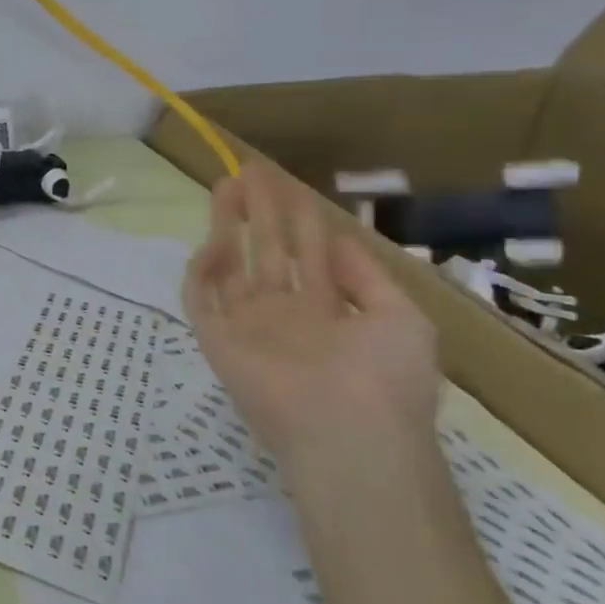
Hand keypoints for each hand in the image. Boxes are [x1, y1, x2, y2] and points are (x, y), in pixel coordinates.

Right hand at [181, 164, 440, 480]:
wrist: (349, 433)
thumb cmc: (385, 377)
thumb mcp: (402, 318)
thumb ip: (366, 276)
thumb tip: (335, 239)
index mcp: (327, 311)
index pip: (306, 252)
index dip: (297, 215)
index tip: (285, 180)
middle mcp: (284, 314)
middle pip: (266, 251)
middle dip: (260, 210)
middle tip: (250, 170)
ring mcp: (248, 326)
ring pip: (231, 266)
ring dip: (228, 226)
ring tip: (226, 185)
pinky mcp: (217, 339)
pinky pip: (202, 297)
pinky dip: (203, 269)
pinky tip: (214, 240)